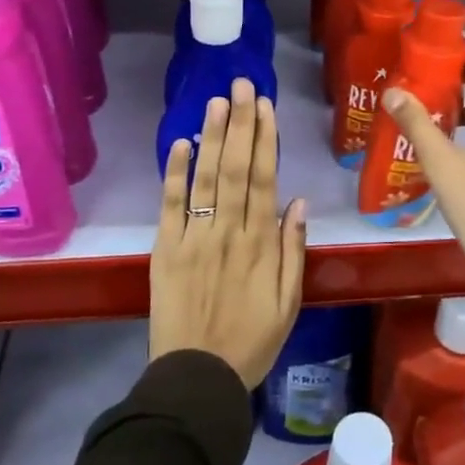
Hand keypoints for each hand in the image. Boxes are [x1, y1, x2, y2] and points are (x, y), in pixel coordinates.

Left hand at [151, 78, 305, 387]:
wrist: (197, 379)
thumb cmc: (251, 341)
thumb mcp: (289, 302)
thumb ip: (293, 250)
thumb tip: (299, 202)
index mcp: (261, 244)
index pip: (265, 179)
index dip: (266, 139)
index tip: (266, 106)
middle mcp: (229, 232)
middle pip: (236, 169)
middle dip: (240, 124)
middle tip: (241, 85)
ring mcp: (194, 239)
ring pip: (206, 179)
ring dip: (212, 137)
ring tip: (217, 101)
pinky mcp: (165, 250)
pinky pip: (171, 206)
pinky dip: (175, 174)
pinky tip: (181, 143)